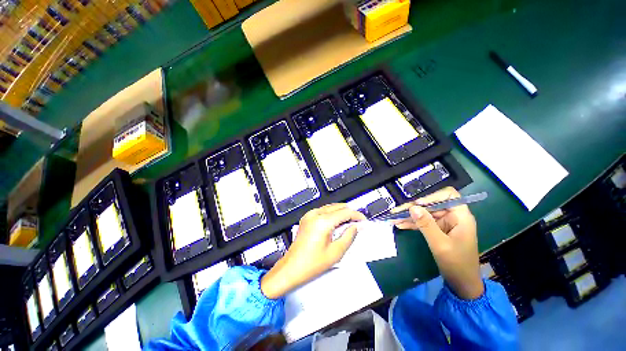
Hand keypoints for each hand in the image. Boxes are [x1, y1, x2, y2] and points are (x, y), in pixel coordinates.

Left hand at [260, 204, 365, 298]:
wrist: (291, 268)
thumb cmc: (313, 264)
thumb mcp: (336, 252)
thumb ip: (349, 236)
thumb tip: (357, 226)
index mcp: (323, 221)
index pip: (345, 212)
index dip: (357, 215)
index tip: (364, 221)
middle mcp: (315, 214)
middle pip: (338, 206)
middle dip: (349, 213)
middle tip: (358, 223)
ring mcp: (309, 214)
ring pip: (330, 207)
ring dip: (341, 213)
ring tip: (349, 224)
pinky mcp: (306, 218)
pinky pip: (323, 211)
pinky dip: (332, 214)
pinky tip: (336, 224)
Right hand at [393, 187, 482, 299]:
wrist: (462, 284)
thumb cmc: (457, 264)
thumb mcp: (440, 244)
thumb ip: (426, 224)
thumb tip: (412, 207)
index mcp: (460, 216)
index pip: (448, 195)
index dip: (432, 197)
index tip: (417, 204)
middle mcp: (452, 216)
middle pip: (431, 205)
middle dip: (413, 208)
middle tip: (395, 212)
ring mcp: (444, 223)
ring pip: (424, 214)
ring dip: (409, 216)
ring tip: (393, 218)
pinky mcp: (437, 230)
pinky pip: (423, 223)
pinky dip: (411, 224)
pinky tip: (399, 224)